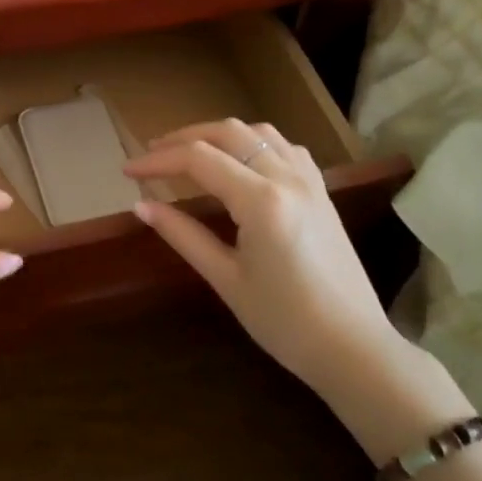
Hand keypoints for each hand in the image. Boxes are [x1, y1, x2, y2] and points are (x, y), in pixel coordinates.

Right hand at [124, 119, 470, 459]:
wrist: (353, 348)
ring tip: (190, 153)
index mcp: (261, 201)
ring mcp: (310, 182)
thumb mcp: (226, 279)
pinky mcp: (322, 193)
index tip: (127, 171)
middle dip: (184, 138)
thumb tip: (140, 206)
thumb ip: (182, 235)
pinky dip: (255, 143)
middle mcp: (287, 178)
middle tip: (152, 156)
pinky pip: (285, 148)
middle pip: (227, 133)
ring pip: (259, 132)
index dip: (157, 161)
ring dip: (219, 135)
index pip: (198, 160)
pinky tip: (241, 162)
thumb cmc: (284, 322)